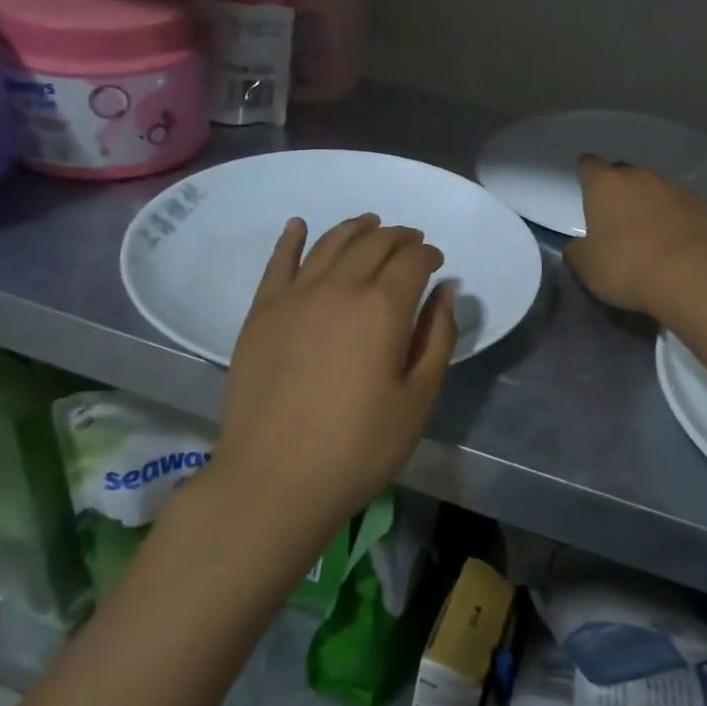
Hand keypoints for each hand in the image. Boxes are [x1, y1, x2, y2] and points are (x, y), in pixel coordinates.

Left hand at [219, 214, 457, 528]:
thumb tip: (445, 292)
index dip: (429, 255)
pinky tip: (300, 226)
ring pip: (331, 242)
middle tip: (411, 243)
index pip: (413, 260)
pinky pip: (279, 261)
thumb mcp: (419, 398)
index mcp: (383, 307)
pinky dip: (292, 238)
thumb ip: (438, 337)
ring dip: (356, 229)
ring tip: (370, 225)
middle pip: (374, 243)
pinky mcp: (262, 311)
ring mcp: (295, 295)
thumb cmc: (359, 446)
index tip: (437, 263)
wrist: (274, 480)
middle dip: (399, 237)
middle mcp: (340, 287)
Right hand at [563, 156, 706, 314]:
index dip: (586, 175)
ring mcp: (673, 186)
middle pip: (623, 173)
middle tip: (616, 220)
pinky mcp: (700, 202)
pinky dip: (675, 215)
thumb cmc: (627, 267)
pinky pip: (680, 203)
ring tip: (650, 233)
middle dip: (618, 190)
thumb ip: (577, 250)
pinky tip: (676, 239)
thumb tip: (579, 247)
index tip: (587, 191)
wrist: (690, 275)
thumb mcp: (586, 267)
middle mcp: (638, 176)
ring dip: (648, 203)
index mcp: (604, 185)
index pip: (588, 165)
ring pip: (654, 187)